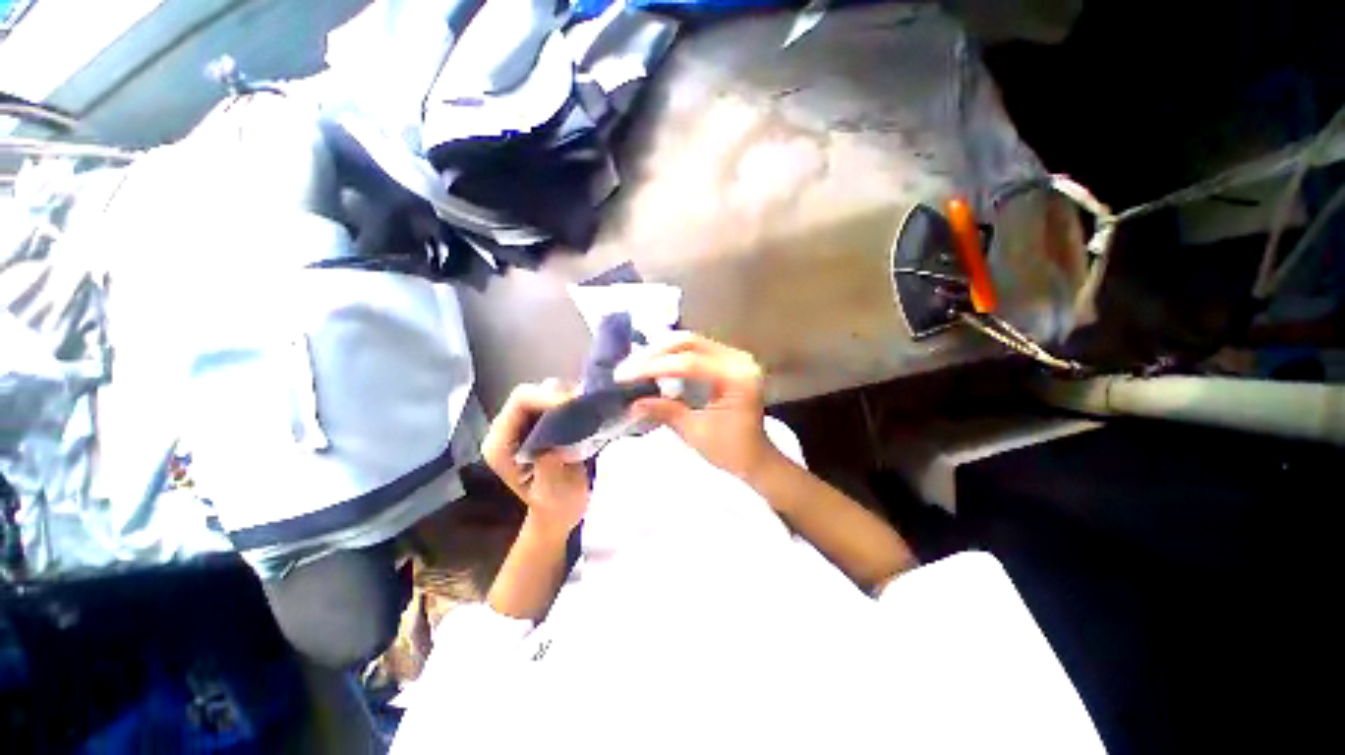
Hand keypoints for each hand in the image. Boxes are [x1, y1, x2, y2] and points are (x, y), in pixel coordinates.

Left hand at [481, 380, 589, 535]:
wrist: (561, 510)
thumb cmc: (555, 505)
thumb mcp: (551, 492)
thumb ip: (549, 466)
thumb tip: (558, 439)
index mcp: (501, 443)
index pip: (519, 402)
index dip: (547, 397)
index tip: (576, 403)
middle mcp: (510, 427)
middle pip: (533, 392)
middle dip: (561, 395)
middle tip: (588, 405)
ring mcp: (527, 422)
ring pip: (547, 391)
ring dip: (570, 396)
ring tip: (590, 408)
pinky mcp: (544, 420)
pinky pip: (559, 398)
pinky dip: (575, 400)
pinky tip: (589, 410)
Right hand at [616, 332, 776, 481]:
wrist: (756, 457)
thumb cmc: (730, 451)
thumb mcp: (695, 433)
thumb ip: (665, 411)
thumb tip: (632, 402)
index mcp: (737, 378)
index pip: (689, 363)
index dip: (653, 367)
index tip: (624, 376)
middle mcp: (739, 360)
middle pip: (690, 342)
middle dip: (655, 353)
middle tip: (628, 367)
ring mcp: (735, 357)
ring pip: (691, 342)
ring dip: (661, 351)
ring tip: (636, 365)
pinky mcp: (727, 361)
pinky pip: (696, 350)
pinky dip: (672, 356)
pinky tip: (654, 364)